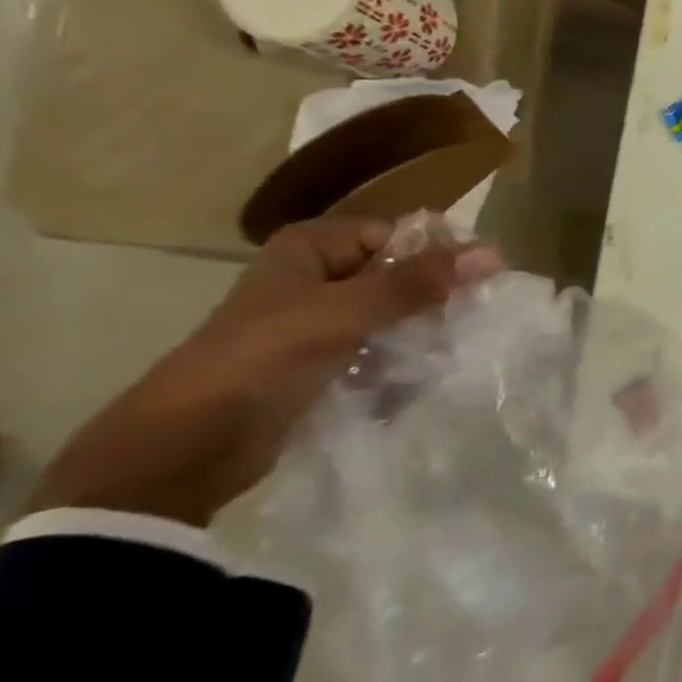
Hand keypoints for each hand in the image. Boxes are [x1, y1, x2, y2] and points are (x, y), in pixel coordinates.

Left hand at [31, 218, 466, 527]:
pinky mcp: (328, 360)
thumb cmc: (261, 360)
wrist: (189, 446)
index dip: (443, 255)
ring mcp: (322, 320)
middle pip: (401, 273)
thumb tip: (492, 253)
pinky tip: (427, 374)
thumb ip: (416, 283)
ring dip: (426, 331)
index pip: (399, 235)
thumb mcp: (344, 313)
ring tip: (455, 350)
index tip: (484, 282)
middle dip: (437, 297)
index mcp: (312, 248)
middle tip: (475, 319)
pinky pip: (384, 346)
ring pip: (397, 312)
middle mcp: (319, 276)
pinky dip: (407, 358)